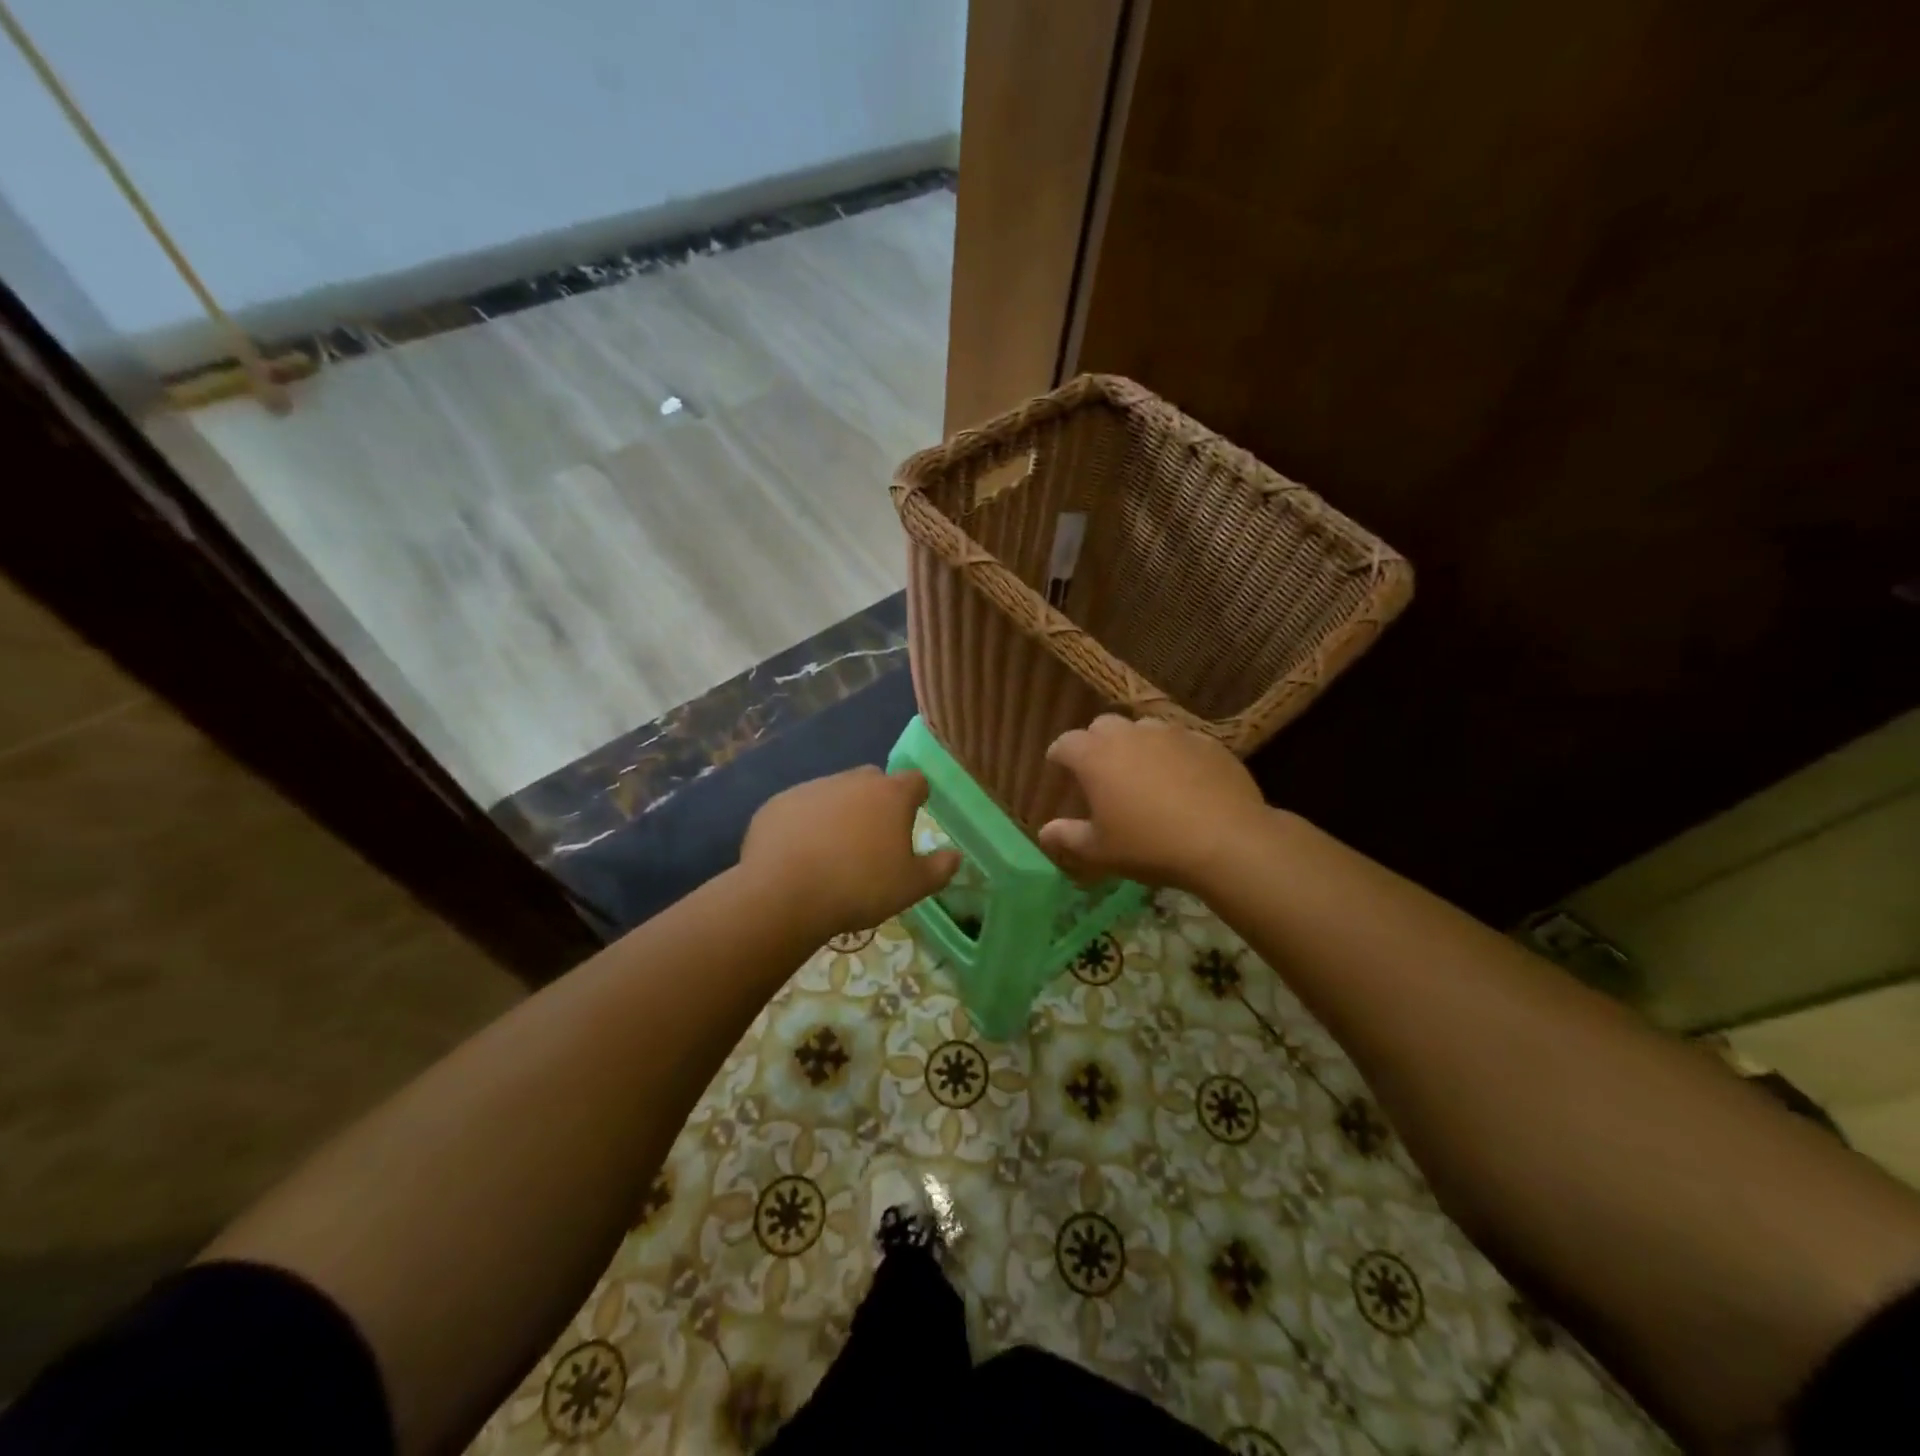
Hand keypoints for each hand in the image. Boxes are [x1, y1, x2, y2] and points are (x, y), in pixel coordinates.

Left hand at [742, 766, 960, 936]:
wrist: (784, 894)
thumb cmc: (859, 887)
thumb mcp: (911, 887)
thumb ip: (939, 869)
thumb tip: (956, 856)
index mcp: (891, 795)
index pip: (915, 781)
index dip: (918, 797)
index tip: (914, 817)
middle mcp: (852, 781)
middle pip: (873, 781)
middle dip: (877, 802)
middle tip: (874, 839)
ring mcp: (811, 788)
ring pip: (834, 793)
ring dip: (840, 813)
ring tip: (834, 852)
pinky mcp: (778, 803)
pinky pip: (800, 809)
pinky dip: (805, 824)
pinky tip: (799, 855)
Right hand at [1040, 714, 1269, 890]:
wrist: (1226, 841)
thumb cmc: (1150, 846)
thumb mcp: (1100, 851)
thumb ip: (1068, 838)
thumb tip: (1044, 832)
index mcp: (1095, 756)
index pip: (1065, 743)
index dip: (1058, 755)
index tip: (1057, 767)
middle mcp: (1130, 735)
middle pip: (1103, 726)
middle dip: (1095, 743)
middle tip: (1099, 770)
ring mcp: (1171, 734)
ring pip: (1143, 728)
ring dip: (1135, 744)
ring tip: (1141, 771)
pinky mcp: (1206, 742)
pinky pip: (1179, 741)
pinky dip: (1171, 754)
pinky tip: (1181, 779)